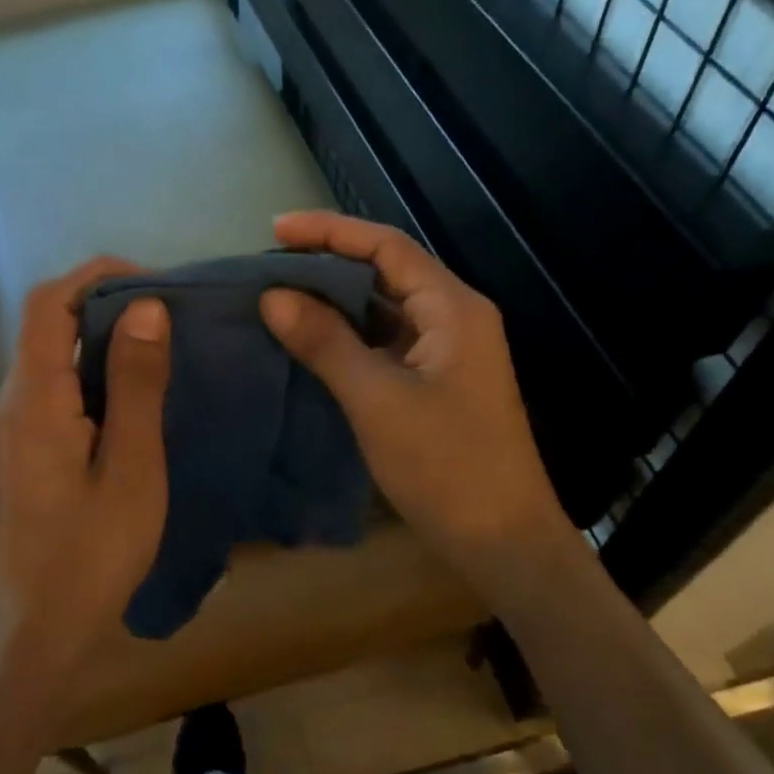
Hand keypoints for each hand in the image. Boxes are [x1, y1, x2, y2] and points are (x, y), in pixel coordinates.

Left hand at [0, 258, 170, 679]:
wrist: (47, 623)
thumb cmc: (95, 550)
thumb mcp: (132, 465)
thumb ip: (137, 384)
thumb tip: (147, 308)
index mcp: (35, 397)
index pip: (49, 303)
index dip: (97, 277)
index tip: (155, 283)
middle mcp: (16, 398)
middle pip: (49, 320)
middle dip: (105, 300)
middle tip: (169, 312)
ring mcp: (19, 422)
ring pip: (55, 351)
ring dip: (103, 334)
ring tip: (162, 341)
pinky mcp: (30, 443)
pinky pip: (61, 383)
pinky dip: (97, 368)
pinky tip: (138, 387)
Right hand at [260, 212, 563, 572]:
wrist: (504, 543)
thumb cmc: (445, 466)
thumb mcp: (376, 400)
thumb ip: (325, 342)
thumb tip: (272, 295)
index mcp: (452, 308)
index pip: (387, 246)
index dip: (330, 231)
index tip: (274, 230)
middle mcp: (454, 317)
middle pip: (386, 271)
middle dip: (328, 263)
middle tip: (269, 267)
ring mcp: (447, 351)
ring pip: (384, 308)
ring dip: (335, 300)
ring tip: (279, 297)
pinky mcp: (436, 381)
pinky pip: (386, 341)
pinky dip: (348, 335)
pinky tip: (310, 340)